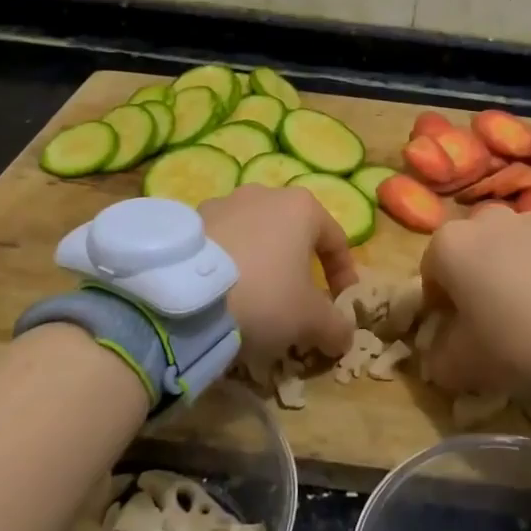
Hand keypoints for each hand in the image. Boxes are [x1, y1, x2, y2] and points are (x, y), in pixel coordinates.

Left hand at [201, 185, 357, 361]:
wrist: (186, 297)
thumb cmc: (265, 296)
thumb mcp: (311, 320)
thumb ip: (335, 326)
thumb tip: (344, 336)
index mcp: (301, 206)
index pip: (335, 239)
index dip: (343, 274)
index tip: (341, 303)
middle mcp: (263, 193)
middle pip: (292, 233)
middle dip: (298, 267)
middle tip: (297, 303)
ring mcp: (223, 203)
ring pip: (254, 236)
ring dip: (261, 264)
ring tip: (255, 300)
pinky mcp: (190, 221)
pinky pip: (222, 244)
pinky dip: (229, 265)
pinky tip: (224, 294)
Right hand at [420, 207, 530, 401]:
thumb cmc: (522, 343)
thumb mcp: (465, 366)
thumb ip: (437, 358)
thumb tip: (437, 354)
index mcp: (449, 243)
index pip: (429, 277)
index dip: (440, 312)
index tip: (458, 340)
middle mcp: (484, 219)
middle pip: (467, 258)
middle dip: (472, 287)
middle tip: (490, 327)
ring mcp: (530, 220)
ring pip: (503, 253)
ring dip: (505, 277)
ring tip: (528, 318)